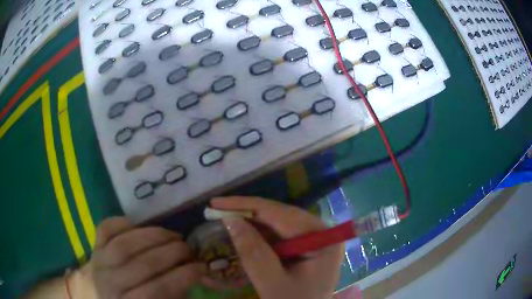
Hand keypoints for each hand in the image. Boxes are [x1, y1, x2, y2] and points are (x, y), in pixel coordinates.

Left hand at [91, 217, 205, 298]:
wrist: (97, 296)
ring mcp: (98, 262)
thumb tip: (196, 279)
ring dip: (153, 236)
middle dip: (172, 253)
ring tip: (172, 235)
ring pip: (125, 244)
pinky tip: (139, 224)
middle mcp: (110, 284)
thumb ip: (173, 295)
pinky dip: (122, 222)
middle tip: (189, 249)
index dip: (183, 277)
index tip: (201, 267)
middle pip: (142, 265)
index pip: (158, 290)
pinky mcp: (93, 247)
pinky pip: (105, 229)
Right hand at [211, 197, 343, 298]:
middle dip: (247, 213)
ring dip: (251, 223)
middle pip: (280, 217)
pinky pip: (279, 237)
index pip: (282, 214)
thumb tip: (231, 220)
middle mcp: (321, 234)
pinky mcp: (304, 250)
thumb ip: (253, 252)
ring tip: (225, 219)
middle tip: (217, 209)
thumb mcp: (272, 283)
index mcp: (323, 239)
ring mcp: (313, 241)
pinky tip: (242, 234)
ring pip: (278, 225)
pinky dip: (259, 237)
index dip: (247, 206)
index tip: (217, 202)